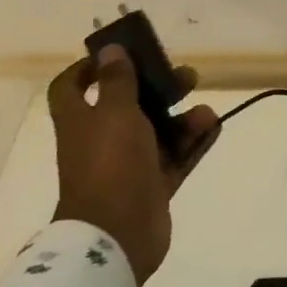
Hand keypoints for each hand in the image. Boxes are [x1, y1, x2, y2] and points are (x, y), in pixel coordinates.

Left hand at [49, 46, 220, 284]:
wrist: (117, 236)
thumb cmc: (110, 163)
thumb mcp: (115, 112)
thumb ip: (117, 81)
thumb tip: (109, 50)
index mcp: (81, 120)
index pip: (71, 87)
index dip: (88, 68)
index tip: (118, 55)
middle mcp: (101, 140)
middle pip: (127, 105)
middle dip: (156, 87)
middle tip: (183, 75)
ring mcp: (128, 165)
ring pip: (157, 132)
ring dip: (182, 118)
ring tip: (206, 112)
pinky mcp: (152, 186)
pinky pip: (176, 158)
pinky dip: (194, 143)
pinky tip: (215, 127)